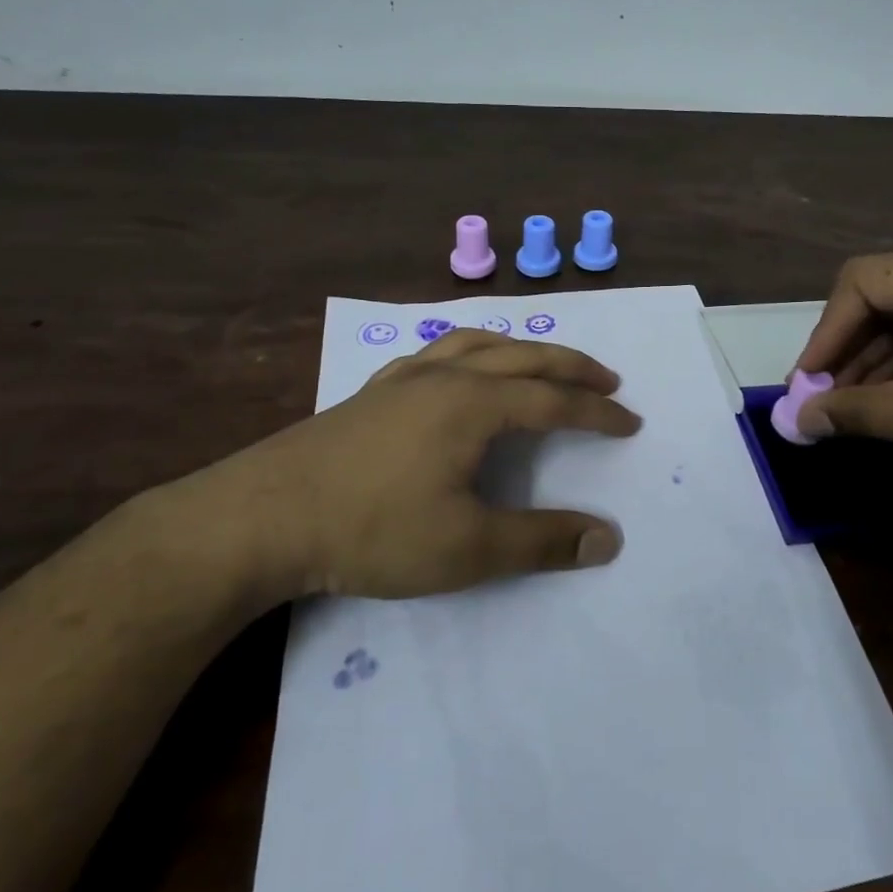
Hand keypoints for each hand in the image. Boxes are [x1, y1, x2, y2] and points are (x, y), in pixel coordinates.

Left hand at [144, 330, 641, 604]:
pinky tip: (459, 368)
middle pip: (524, 357)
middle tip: (608, 378)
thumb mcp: (468, 548)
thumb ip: (542, 541)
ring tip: (542, 362)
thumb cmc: (372, 530)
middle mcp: (446, 377)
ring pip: (478, 343)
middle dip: (572, 366)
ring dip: (522, 349)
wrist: (262, 517)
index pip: (554, 400)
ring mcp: (404, 378)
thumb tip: (608, 539)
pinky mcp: (372, 391)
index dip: (597, 412)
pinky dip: (468, 350)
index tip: (631, 422)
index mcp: (475, 404)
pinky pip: (435, 352)